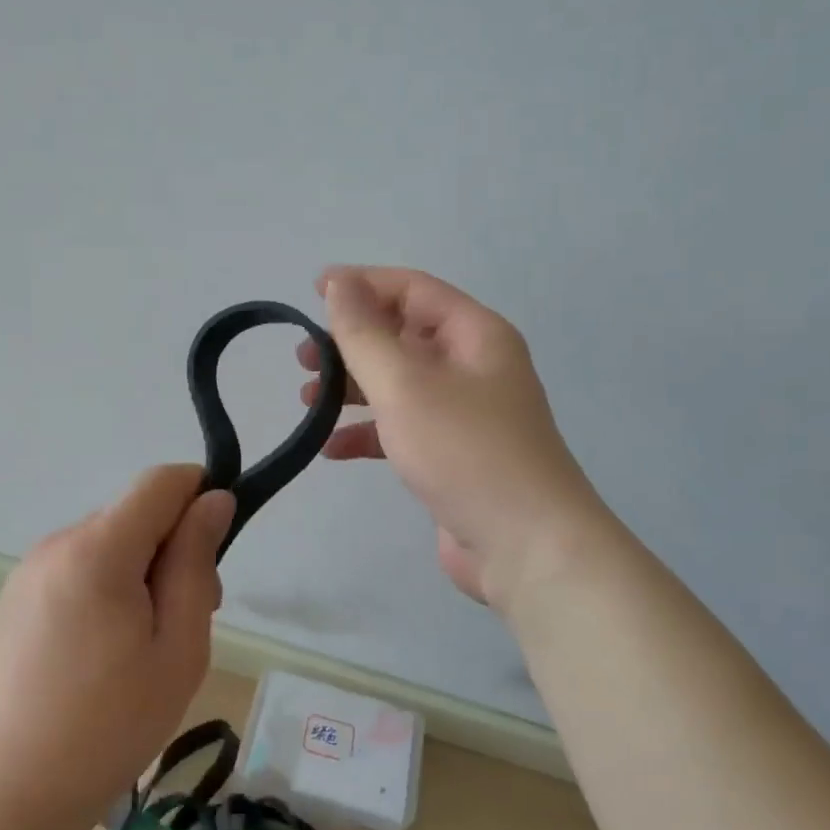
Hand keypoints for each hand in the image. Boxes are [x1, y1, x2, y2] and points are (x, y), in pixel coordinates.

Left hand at [0, 465, 234, 829]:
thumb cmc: (107, 726)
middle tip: (189, 621)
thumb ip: (196, 563)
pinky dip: (109, 590)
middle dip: (175, 548)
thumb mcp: (178, 647)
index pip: (161, 481)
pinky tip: (106, 656)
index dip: (200, 496)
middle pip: (136, 515)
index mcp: (98, 548)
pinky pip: (80, 570)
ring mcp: (29, 572)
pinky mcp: (15, 601)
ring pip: (110, 544)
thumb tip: (214, 500)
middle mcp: (57, 544)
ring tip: (147, 649)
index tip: (217, 551)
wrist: (1, 799)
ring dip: (143, 574)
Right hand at [299, 267, 605, 606]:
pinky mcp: (453, 456)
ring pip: (399, 384)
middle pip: (403, 336)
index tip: (312, 290)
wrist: (526, 548)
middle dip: (351, 342)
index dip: (362, 283)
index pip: (413, 289)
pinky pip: (403, 429)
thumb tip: (339, 282)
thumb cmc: (465, 451)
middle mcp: (474, 367)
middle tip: (303, 358)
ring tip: (307, 400)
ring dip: (353, 388)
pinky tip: (331, 449)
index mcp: (475, 335)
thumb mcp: (405, 384)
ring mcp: (465, 414)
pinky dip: (368, 433)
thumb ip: (365, 333)